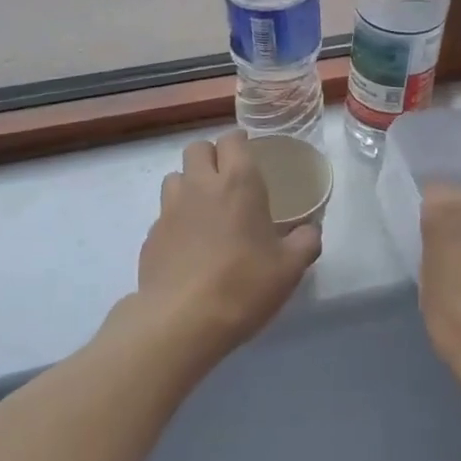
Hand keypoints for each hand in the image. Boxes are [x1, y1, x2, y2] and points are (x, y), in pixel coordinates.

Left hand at [130, 131, 321, 361]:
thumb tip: (310, 231)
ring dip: (189, 183)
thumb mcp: (290, 268)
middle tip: (227, 178)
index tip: (250, 153)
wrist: (182, 320)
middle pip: (197, 148)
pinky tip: (189, 245)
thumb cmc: (244, 285)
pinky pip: (164, 214)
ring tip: (205, 209)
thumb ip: (305, 242)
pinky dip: (176, 219)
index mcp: (238, 182)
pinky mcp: (151, 235)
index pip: (232, 140)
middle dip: (211, 155)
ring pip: (175, 176)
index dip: (240, 142)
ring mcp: (169, 208)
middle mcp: (200, 185)